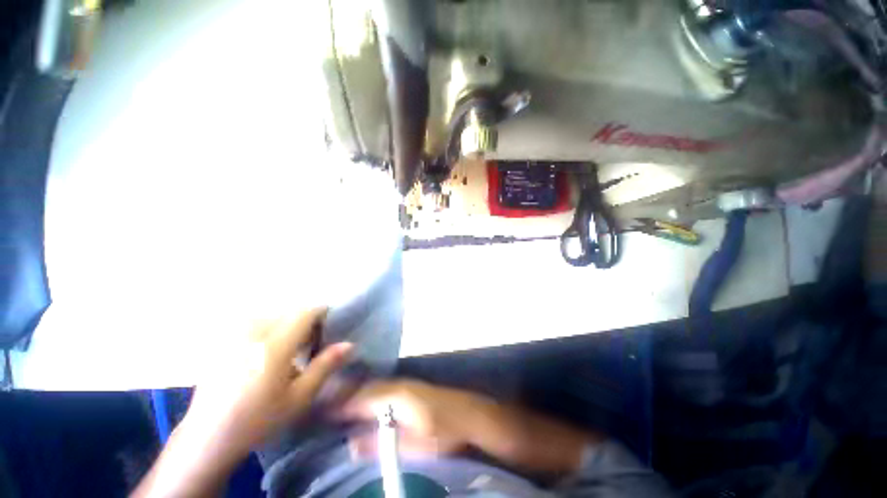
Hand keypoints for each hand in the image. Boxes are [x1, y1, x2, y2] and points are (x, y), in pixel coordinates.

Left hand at [182, 308, 352, 461]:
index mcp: (274, 346)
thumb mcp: (299, 397)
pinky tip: (264, 351)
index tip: (328, 327)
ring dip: (285, 325)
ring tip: (286, 349)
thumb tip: (349, 344)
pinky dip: (266, 329)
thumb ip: (325, 366)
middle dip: (304, 323)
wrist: (208, 437)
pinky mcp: (223, 341)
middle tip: (308, 345)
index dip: (321, 314)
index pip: (305, 313)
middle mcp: (252, 333)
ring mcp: (234, 336)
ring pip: (271, 315)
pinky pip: (252, 322)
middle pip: (289, 312)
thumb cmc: (259, 419)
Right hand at [339, 380, 483, 456]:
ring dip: (358, 394)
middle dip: (346, 396)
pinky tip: (367, 405)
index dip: (340, 404)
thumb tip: (351, 444)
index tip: (320, 411)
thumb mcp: (412, 444)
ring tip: (340, 405)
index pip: (360, 398)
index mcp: (395, 396)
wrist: (470, 414)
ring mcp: (406, 384)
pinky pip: (384, 389)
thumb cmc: (442, 430)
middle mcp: (398, 385)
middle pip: (366, 388)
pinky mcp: (412, 388)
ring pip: (375, 387)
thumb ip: (380, 444)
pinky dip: (371, 395)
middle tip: (325, 406)